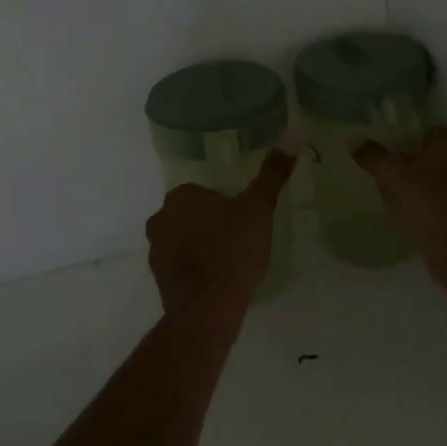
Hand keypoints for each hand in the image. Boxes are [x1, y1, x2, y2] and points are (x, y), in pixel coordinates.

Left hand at [146, 150, 296, 321]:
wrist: (208, 308)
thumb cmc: (233, 250)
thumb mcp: (258, 208)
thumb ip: (272, 175)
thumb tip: (290, 137)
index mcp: (180, 197)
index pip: (202, 190)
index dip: (225, 202)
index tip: (244, 216)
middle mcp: (160, 219)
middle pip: (191, 214)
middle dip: (212, 223)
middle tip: (242, 237)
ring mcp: (156, 252)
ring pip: (184, 240)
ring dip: (203, 246)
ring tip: (233, 261)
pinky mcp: (159, 281)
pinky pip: (182, 266)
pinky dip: (197, 270)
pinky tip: (220, 281)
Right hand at [353, 126, 446, 261]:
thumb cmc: (426, 202)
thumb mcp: (391, 175)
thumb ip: (372, 155)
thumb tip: (354, 141)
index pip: (426, 133)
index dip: (405, 147)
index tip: (391, 165)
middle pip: (433, 155)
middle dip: (413, 167)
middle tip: (392, 184)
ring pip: (441, 177)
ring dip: (423, 185)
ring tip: (402, 204)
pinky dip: (435, 202)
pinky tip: (419, 217)